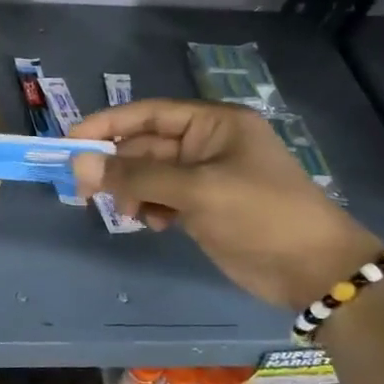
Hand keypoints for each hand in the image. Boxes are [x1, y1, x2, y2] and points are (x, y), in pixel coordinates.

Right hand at [69, 100, 382, 311]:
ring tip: (129, 213)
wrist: (313, 269)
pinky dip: (150, 208)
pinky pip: (160, 198)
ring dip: (132, 191)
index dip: (107, 125)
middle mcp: (206, 144)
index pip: (147, 114)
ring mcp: (204, 177)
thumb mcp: (197, 190)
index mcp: (213, 124)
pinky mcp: (202, 206)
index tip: (70, 143)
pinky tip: (156, 225)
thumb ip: (136, 176)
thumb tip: (80, 165)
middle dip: (116, 167)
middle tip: (84, 191)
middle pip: (144, 146)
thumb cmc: (261, 215)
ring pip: (148, 175)